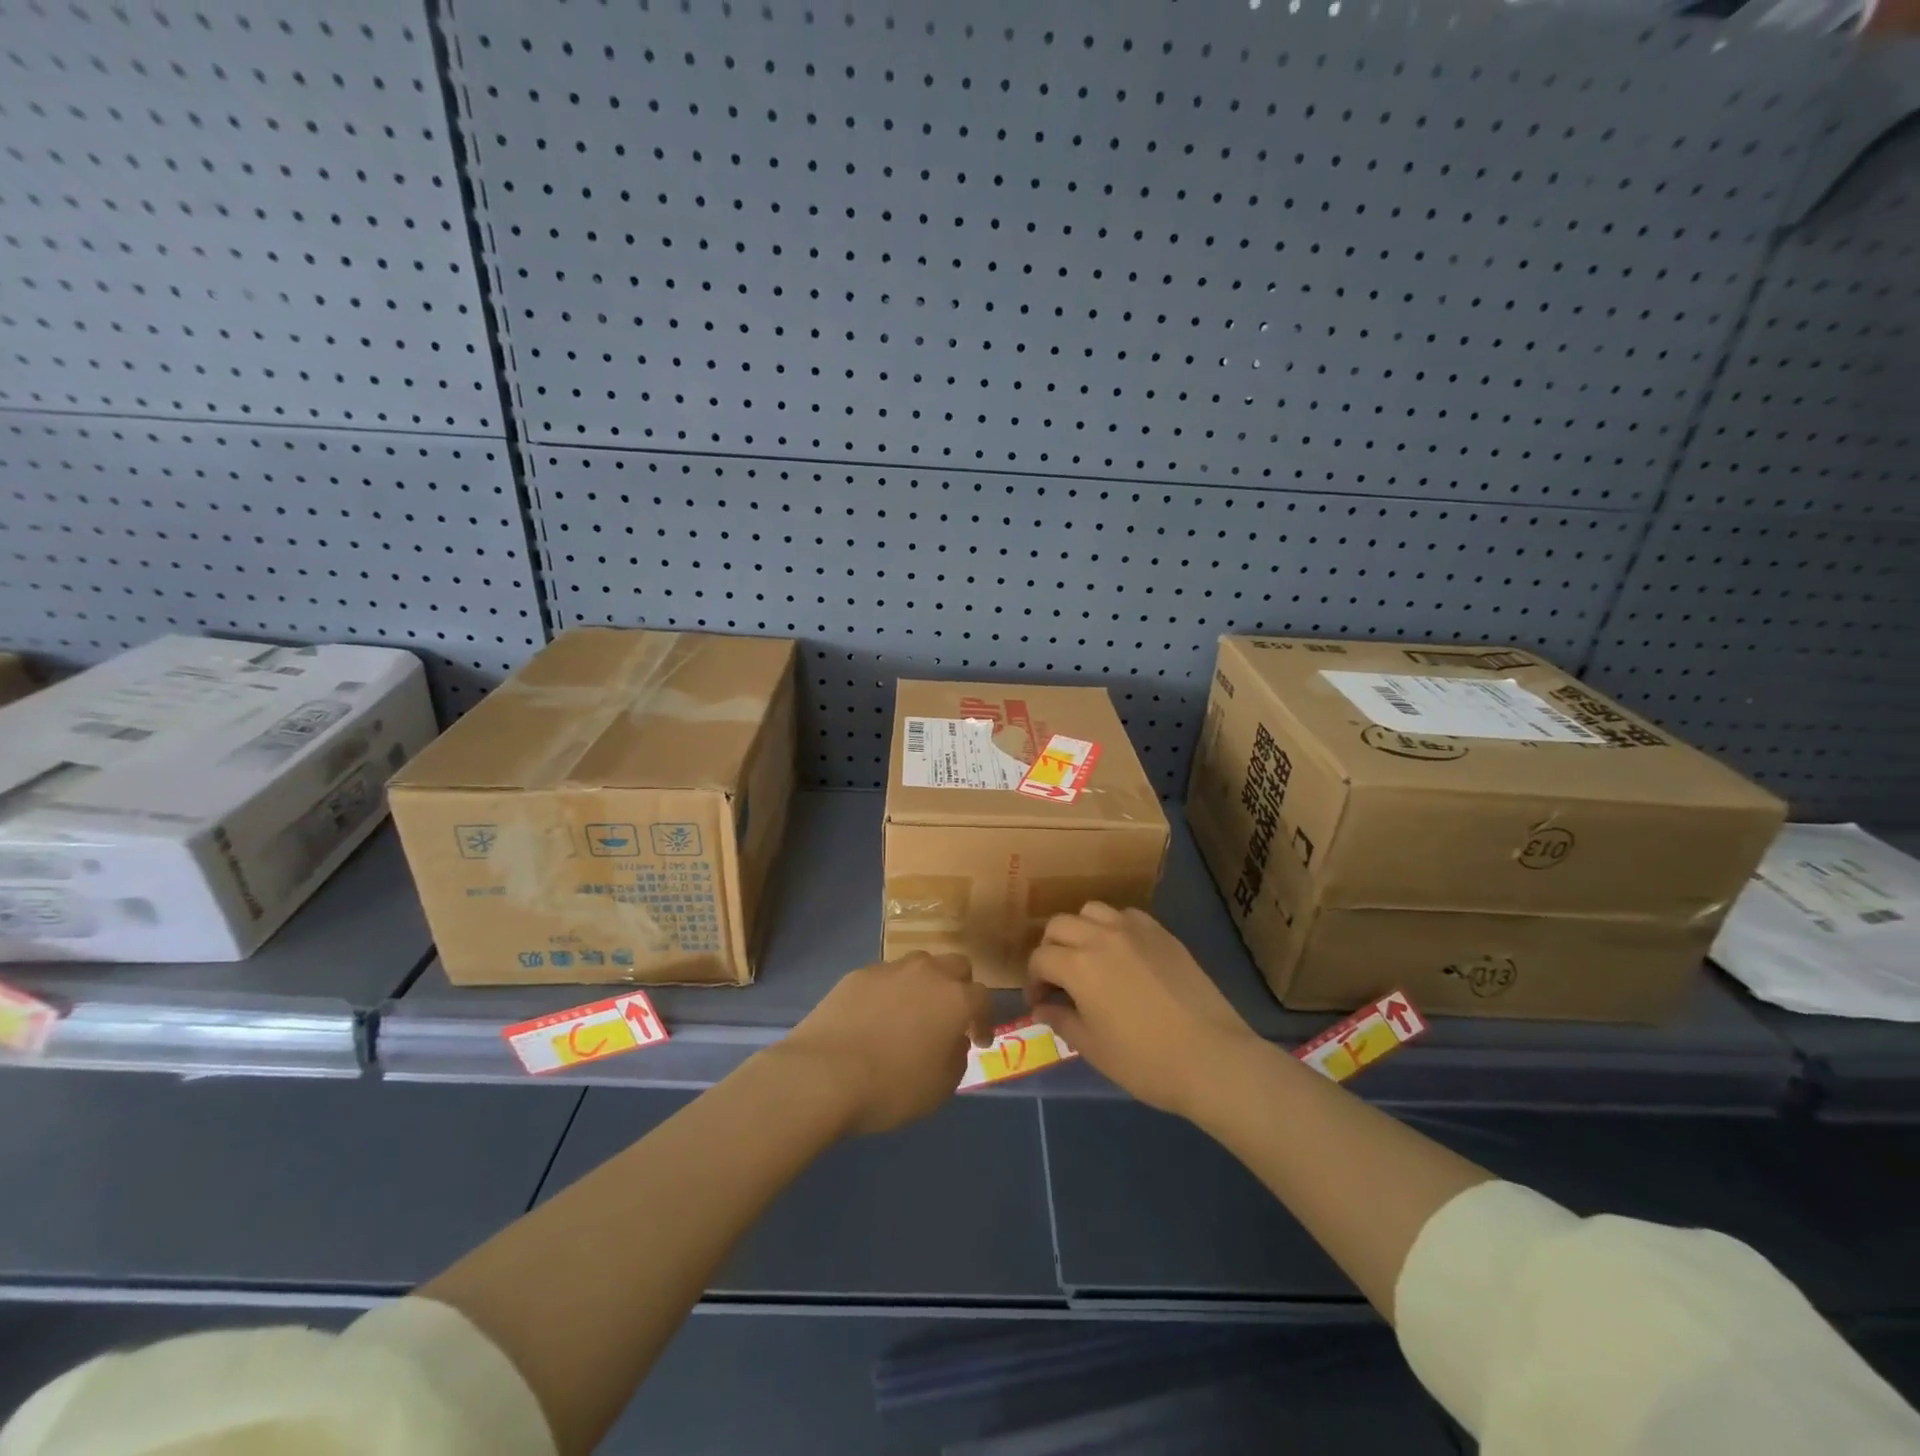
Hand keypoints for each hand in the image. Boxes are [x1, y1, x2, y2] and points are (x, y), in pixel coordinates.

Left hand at [781, 952, 994, 1136]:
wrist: (823, 1073)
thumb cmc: (891, 1087)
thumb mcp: (939, 1088)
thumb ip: (956, 1058)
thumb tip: (953, 1040)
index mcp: (954, 999)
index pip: (983, 998)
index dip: (985, 1020)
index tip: (980, 1040)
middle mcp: (927, 973)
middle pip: (955, 965)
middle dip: (960, 987)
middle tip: (951, 1015)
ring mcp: (890, 969)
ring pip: (919, 964)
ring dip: (924, 984)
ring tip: (913, 1011)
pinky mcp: (857, 974)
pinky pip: (885, 977)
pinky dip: (890, 992)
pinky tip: (877, 1016)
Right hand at [1028, 903, 1260, 1118]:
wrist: (1212, 1058)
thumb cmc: (1146, 1061)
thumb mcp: (1093, 1048)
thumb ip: (1062, 1020)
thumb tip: (1043, 1007)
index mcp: (1079, 965)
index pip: (1040, 958)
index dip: (1033, 980)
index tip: (1041, 1003)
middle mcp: (1102, 936)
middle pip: (1060, 925)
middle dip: (1050, 949)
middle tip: (1058, 979)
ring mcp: (1135, 930)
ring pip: (1092, 911)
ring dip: (1080, 930)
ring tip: (1088, 958)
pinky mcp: (1162, 933)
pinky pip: (1126, 915)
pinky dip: (1113, 927)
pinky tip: (1123, 954)